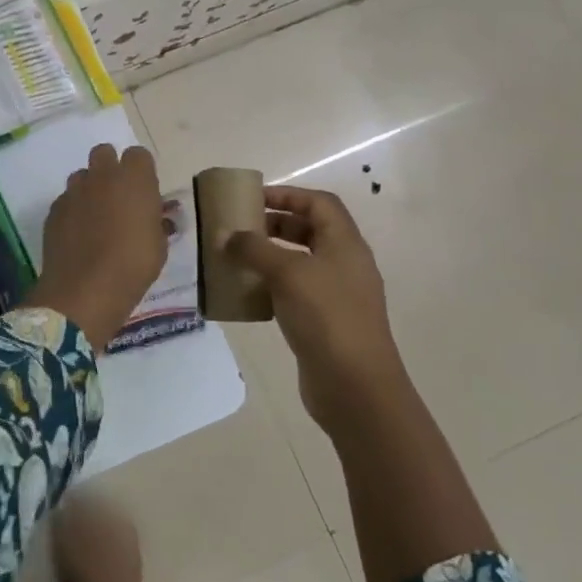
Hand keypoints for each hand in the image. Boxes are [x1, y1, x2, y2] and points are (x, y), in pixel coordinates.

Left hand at [27, 144, 166, 353]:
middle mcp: (102, 176)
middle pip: (104, 153)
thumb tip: (158, 217)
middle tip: (118, 196)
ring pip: (82, 175)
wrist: (85, 290)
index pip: (138, 155)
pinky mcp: (54, 209)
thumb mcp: (159, 247)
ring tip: (96, 216)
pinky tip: (78, 234)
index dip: (142, 171)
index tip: (145, 193)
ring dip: (90, 187)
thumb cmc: (133, 266)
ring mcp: (74, 190)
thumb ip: (157, 223)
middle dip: (111, 168)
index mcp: (134, 179)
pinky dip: (73, 209)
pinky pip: (66, 199)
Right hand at [226, 185, 406, 431]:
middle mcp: (345, 264)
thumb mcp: (287, 273)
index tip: (254, 198)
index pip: (319, 203)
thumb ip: (254, 249)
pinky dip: (274, 287)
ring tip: (239, 259)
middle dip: (276, 224)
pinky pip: (297, 292)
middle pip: (310, 230)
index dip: (288, 195)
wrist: (355, 386)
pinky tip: (250, 294)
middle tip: (242, 228)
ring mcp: (338, 295)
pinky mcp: (327, 322)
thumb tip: (226, 235)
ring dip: (271, 257)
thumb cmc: (325, 316)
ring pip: (302, 263)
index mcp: (345, 243)